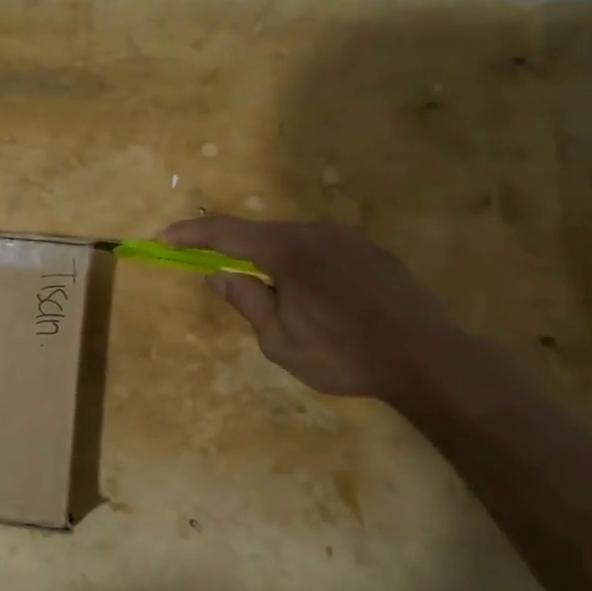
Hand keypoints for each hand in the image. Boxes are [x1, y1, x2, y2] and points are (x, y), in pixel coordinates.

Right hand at [162, 215, 459, 403]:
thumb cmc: (344, 353)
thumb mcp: (280, 340)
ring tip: (277, 300)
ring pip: (295, 243)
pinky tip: (317, 299)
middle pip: (262, 235)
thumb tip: (221, 276)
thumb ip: (247, 302)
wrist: (428, 358)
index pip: (226, 232)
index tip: (163, 238)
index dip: (191, 233)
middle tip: (220, 276)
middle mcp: (317, 232)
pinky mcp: (373, 253)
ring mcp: (349, 239)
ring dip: (274, 262)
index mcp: (288, 250)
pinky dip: (304, 267)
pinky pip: (323, 252)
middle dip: (236, 252)